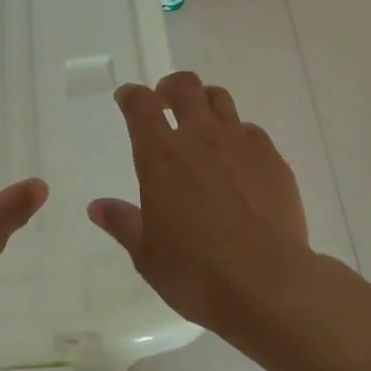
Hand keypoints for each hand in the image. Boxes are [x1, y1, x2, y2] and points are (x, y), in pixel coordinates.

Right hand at [89, 71, 312, 339]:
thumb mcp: (147, 255)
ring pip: (220, 99)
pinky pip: (251, 131)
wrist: (270, 284)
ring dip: (205, 102)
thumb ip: (123, 223)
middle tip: (165, 101)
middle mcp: (200, 137)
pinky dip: (238, 135)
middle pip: (184, 86)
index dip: (130, 95)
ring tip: (202, 123)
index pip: (140, 105)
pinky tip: (238, 161)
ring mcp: (240, 143)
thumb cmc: (197, 273)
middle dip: (170, 86)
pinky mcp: (273, 158)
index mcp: (161, 156)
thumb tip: (97, 207)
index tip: (126, 98)